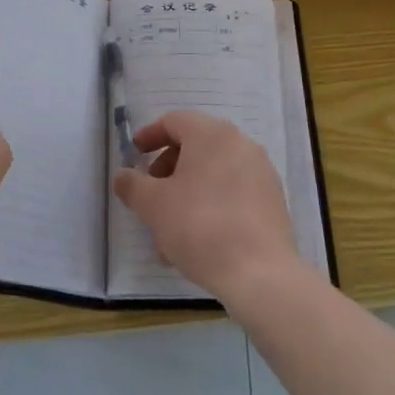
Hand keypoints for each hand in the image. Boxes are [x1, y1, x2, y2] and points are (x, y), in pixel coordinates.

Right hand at [111, 110, 297, 302]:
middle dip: (168, 168)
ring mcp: (261, 172)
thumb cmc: (199, 226)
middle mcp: (240, 143)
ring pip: (214, 173)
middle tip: (152, 194)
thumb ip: (132, 185)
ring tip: (169, 229)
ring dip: (188, 192)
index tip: (135, 155)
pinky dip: (212, 204)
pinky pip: (233, 191)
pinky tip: (197, 239)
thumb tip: (122, 175)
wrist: (259, 273)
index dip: (150, 135)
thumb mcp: (154, 206)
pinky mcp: (272, 200)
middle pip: (196, 146)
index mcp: (212, 134)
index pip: (175, 121)